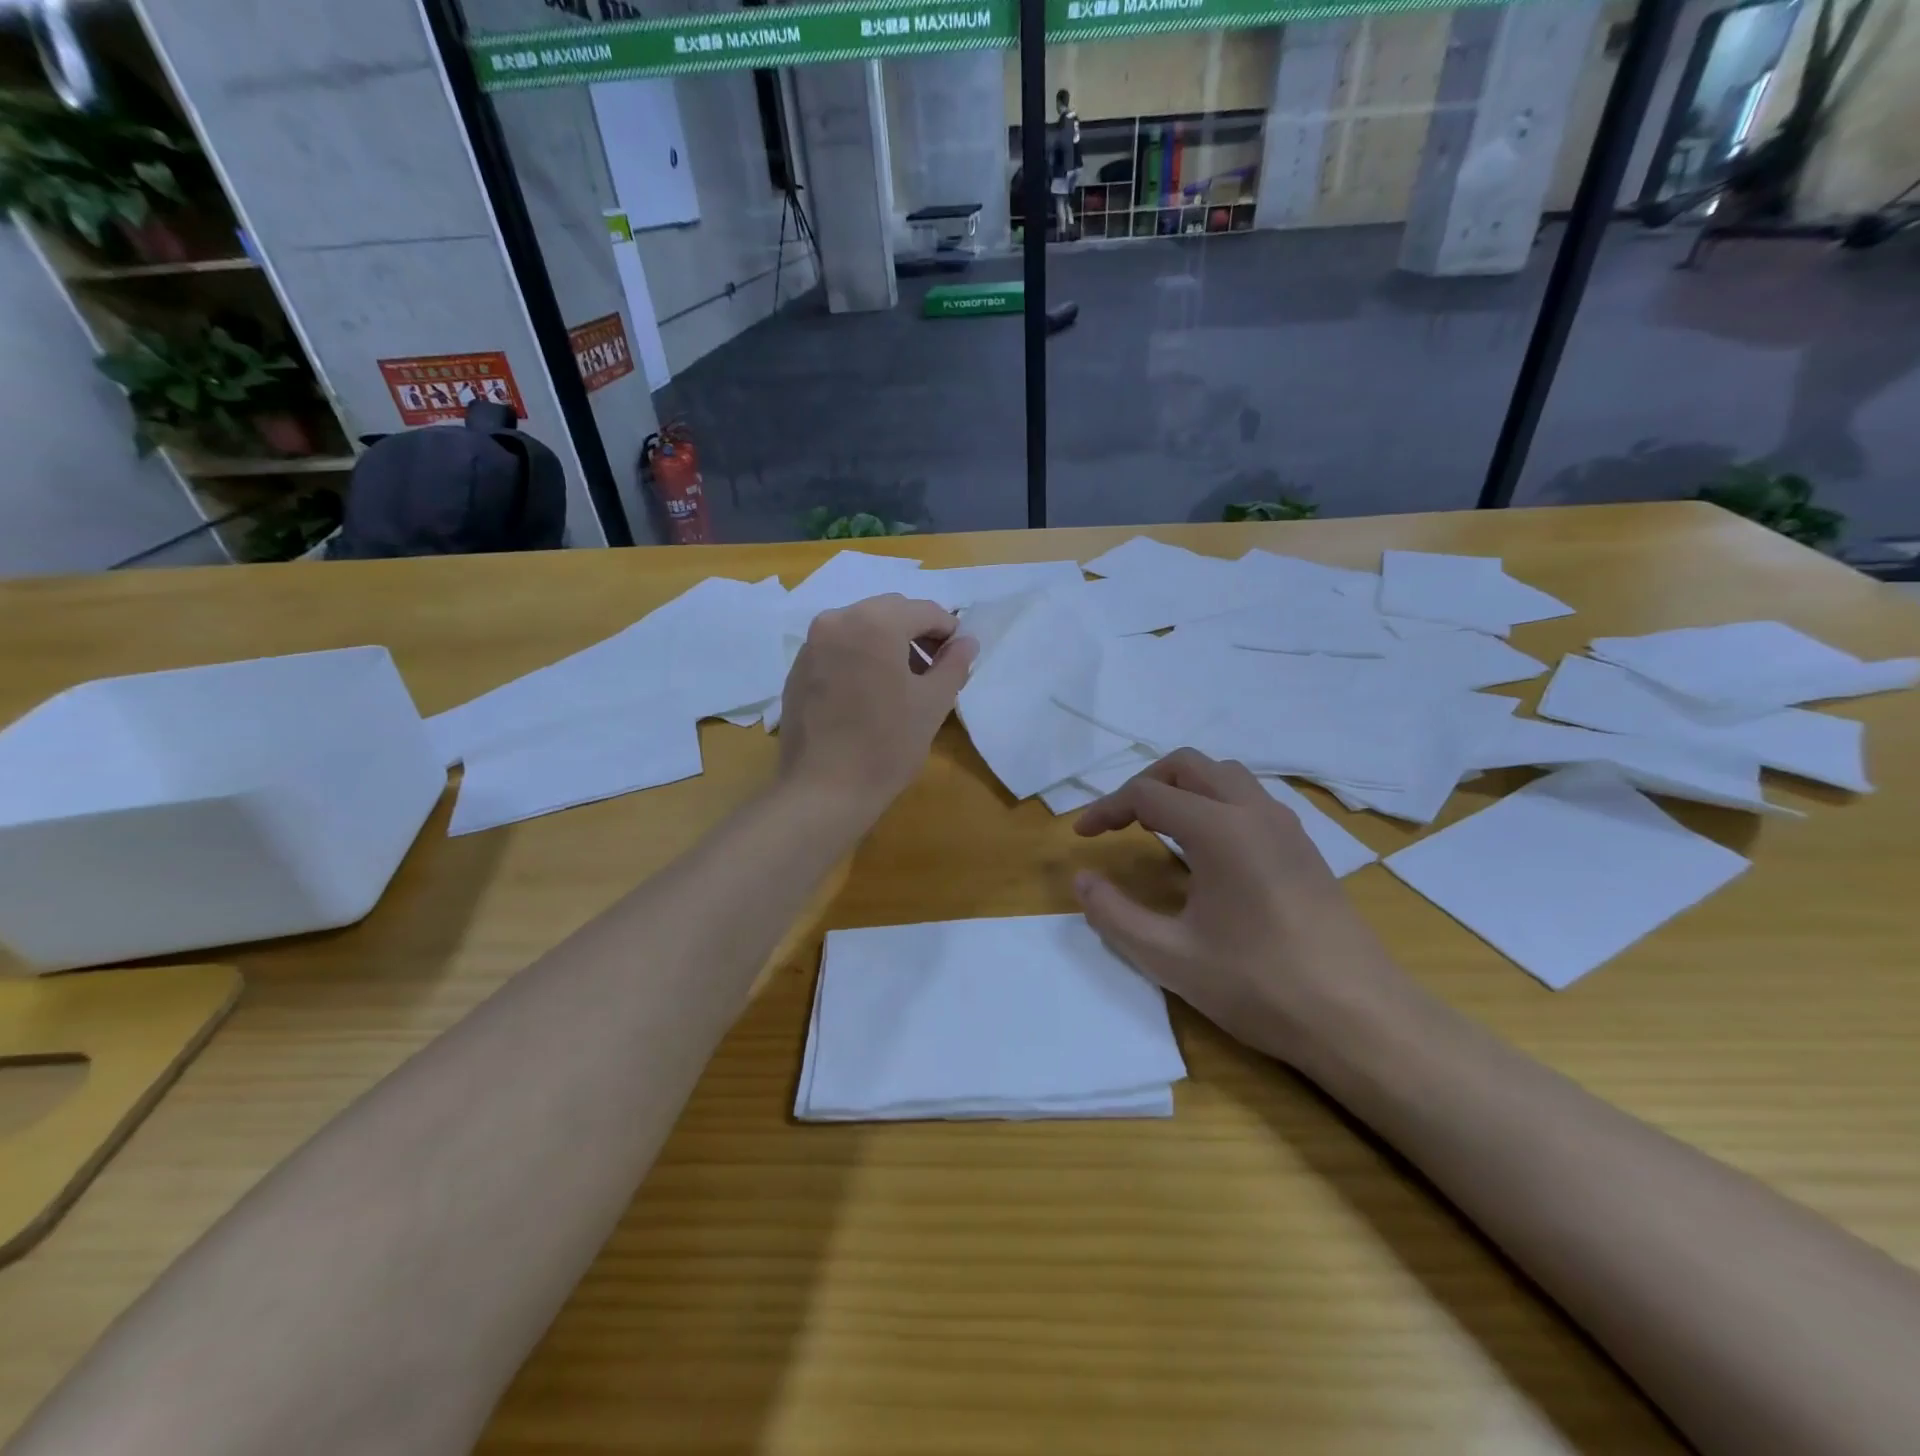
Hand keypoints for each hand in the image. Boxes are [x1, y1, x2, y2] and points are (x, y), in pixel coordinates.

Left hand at [779, 595, 977, 818]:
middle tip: (934, 671)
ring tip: (903, 684)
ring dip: (887, 645)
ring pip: (861, 628)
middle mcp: (837, 620)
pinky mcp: (797, 669)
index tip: (959, 657)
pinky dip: (860, 658)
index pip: (924, 611)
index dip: (948, 631)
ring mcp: (811, 644)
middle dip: (916, 634)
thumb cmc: (887, 745)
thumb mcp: (933, 703)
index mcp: (875, 622)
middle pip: (889, 612)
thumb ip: (954, 664)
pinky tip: (869, 695)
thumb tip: (966, 641)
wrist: (823, 790)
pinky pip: (838, 649)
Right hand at [1072, 749, 1399, 1063]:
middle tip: (1118, 823)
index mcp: (1219, 829)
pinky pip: (1250, 800)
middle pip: (1188, 766)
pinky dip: (1215, 803)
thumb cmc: (1259, 985)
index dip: (1106, 809)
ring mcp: (1286, 827)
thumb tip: (1081, 880)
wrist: (1361, 1018)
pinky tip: (1207, 850)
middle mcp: (1254, 812)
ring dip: (1184, 789)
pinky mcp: (1304, 847)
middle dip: (1145, 784)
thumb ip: (1114, 915)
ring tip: (1158, 828)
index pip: (1148, 794)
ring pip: (1224, 776)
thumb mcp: (1169, 957)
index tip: (1081, 835)